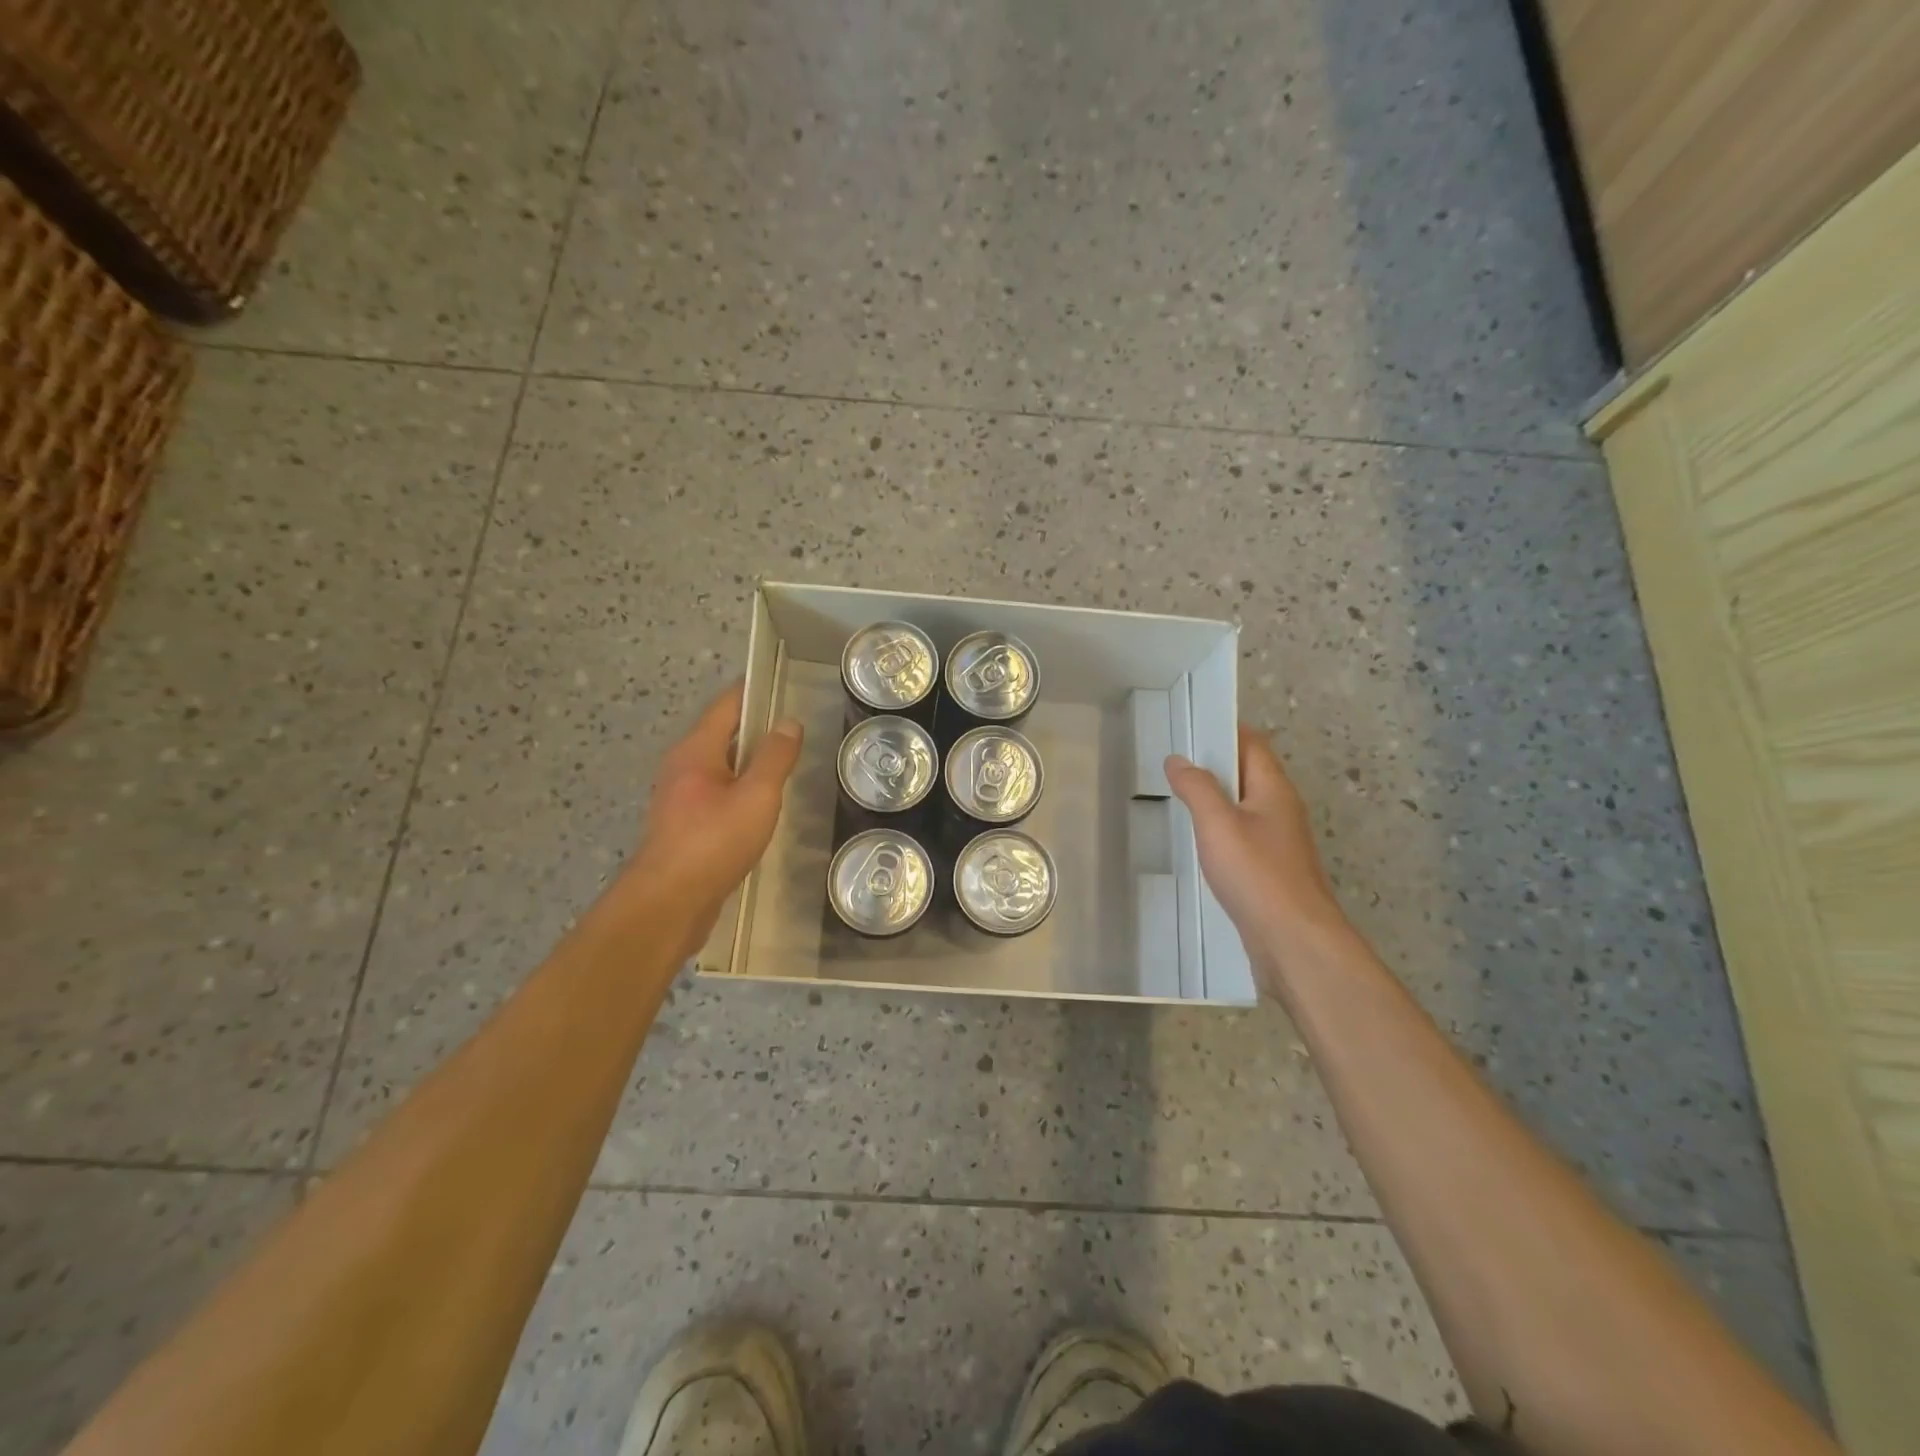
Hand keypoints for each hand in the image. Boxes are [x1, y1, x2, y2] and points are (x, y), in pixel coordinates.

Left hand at [617, 683, 803, 950]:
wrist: (669, 902)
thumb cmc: (714, 841)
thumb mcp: (757, 796)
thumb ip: (775, 758)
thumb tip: (789, 723)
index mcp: (696, 750)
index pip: (727, 705)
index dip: (754, 692)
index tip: (783, 685)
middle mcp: (682, 766)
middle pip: (722, 734)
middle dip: (756, 728)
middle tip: (794, 729)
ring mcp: (679, 796)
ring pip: (720, 766)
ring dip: (748, 761)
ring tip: (784, 765)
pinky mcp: (683, 824)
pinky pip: (716, 792)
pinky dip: (739, 788)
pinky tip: (760, 805)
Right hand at [1165, 726, 1350, 991]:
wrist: (1294, 941)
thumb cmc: (1257, 874)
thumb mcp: (1218, 823)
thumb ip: (1196, 788)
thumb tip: (1178, 759)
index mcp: (1274, 789)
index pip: (1252, 743)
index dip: (1223, 730)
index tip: (1189, 726)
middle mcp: (1281, 809)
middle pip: (1249, 773)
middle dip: (1214, 765)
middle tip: (1173, 763)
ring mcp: (1279, 842)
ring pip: (1244, 807)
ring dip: (1215, 799)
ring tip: (1178, 797)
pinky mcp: (1271, 871)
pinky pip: (1242, 837)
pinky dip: (1219, 830)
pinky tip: (1198, 843)